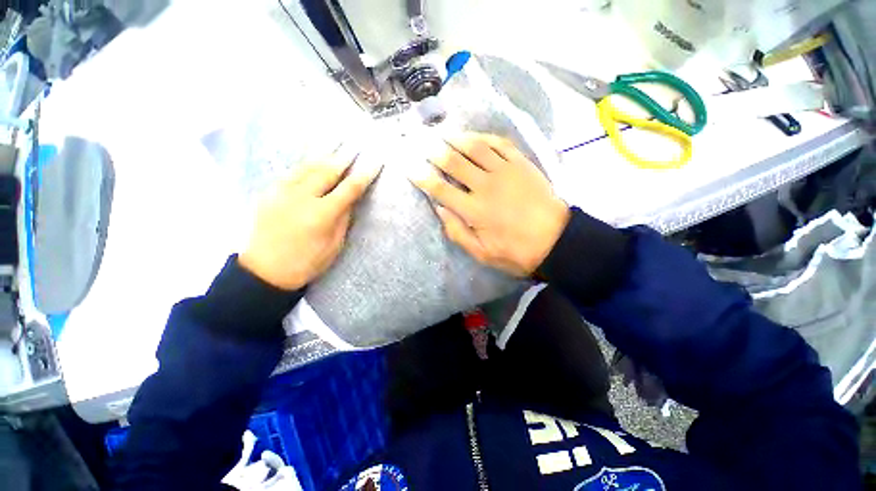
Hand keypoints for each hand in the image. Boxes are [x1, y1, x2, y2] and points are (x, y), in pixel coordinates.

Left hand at [239, 149, 380, 289]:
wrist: (265, 270)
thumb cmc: (307, 262)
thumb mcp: (334, 244)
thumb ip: (342, 218)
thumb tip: (348, 199)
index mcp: (322, 214)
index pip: (349, 189)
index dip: (364, 174)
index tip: (375, 162)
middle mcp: (302, 197)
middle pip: (327, 171)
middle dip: (344, 157)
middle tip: (355, 145)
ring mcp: (282, 192)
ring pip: (307, 166)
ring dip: (324, 154)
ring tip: (336, 141)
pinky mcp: (269, 192)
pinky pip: (290, 172)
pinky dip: (304, 162)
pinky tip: (312, 157)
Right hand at [411, 133, 569, 276]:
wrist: (556, 241)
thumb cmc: (515, 251)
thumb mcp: (481, 252)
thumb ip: (457, 232)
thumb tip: (439, 209)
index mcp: (473, 210)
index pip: (440, 189)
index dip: (423, 178)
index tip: (410, 168)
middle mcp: (485, 186)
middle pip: (454, 163)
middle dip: (435, 152)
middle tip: (423, 143)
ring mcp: (505, 172)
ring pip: (475, 148)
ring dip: (456, 139)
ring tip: (444, 134)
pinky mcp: (521, 164)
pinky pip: (500, 144)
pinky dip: (484, 137)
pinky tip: (475, 136)